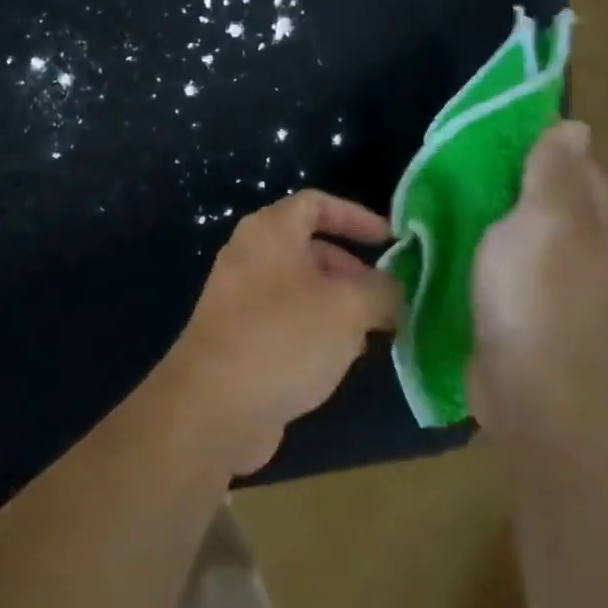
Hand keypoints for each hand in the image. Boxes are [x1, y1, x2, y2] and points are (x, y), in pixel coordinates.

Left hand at [166, 190, 401, 475]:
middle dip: (352, 270)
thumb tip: (392, 291)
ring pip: (300, 288)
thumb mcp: (348, 308)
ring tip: (371, 334)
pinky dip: (315, 330)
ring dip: (338, 305)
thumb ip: (381, 291)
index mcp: (269, 231)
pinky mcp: (237, 337)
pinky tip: (339, 360)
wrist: (215, 404)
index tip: (391, 241)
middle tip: (386, 300)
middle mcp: (249, 255)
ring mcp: (238, 297)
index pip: (315, 203)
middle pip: (309, 248)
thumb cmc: (285, 337)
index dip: (356, 216)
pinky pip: (285, 320)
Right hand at [469, 122, 607, 423]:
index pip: (572, 158)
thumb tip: (574, 125)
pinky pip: (511, 259)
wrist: (534, 392)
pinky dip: (486, 247)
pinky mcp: (537, 306)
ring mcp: (568, 280)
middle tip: (453, 170)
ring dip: (490, 214)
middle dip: (504, 179)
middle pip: (548, 192)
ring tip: (445, 202)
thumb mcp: (546, 217)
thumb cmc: (539, 295)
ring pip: (525, 226)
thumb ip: (555, 168)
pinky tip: (455, 244)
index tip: (480, 139)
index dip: (529, 144)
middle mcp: (597, 245)